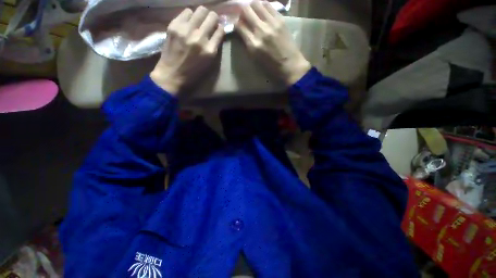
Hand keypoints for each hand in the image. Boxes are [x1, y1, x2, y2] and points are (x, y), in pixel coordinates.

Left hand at [150, 7, 224, 94]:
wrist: (172, 75)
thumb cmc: (193, 73)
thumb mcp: (209, 64)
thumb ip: (214, 47)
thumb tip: (217, 31)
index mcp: (210, 50)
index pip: (220, 30)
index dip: (220, 28)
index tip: (217, 29)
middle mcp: (200, 38)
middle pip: (212, 16)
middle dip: (213, 18)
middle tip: (209, 23)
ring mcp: (186, 30)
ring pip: (200, 10)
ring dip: (201, 15)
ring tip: (198, 22)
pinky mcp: (174, 26)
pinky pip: (186, 12)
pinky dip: (189, 16)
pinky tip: (188, 23)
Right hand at [236, 1, 310, 85]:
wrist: (290, 64)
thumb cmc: (271, 66)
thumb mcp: (255, 58)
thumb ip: (247, 43)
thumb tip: (242, 30)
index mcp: (253, 44)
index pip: (239, 26)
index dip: (236, 23)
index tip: (239, 24)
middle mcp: (261, 31)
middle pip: (246, 10)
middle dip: (242, 11)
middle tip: (245, 15)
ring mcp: (271, 23)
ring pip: (257, 4)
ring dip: (252, 7)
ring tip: (254, 12)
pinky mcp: (280, 20)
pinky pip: (268, 5)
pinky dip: (263, 6)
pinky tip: (263, 12)